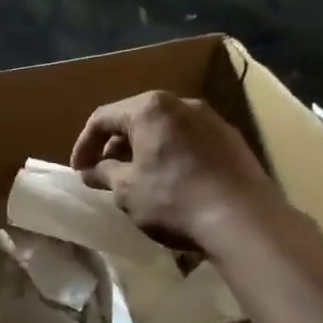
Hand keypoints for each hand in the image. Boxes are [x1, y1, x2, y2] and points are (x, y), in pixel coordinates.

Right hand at [70, 91, 276, 248]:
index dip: (84, 145)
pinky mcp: (232, 140)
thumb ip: (104, 173)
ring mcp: (211, 120)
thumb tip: (91, 171)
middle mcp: (181, 103)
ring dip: (145, 150)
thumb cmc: (173, 199)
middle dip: (116, 146)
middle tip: (106, 173)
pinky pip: (190, 141)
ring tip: (138, 179)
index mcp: (149, 108)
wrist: (243, 219)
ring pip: (165, 129)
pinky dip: (173, 155)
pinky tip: (173, 182)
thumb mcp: (127, 190)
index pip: (103, 118)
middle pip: (136, 119)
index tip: (79, 171)